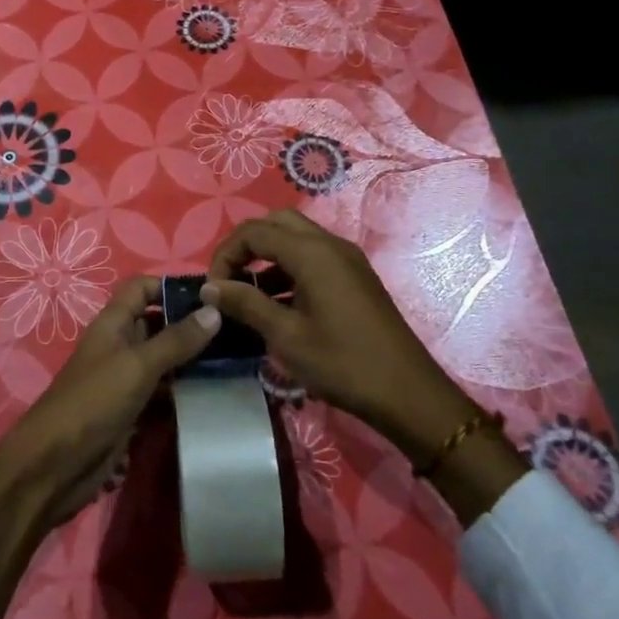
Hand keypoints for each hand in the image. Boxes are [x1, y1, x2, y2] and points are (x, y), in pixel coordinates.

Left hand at [0, 276, 218, 532]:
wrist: (55, 464)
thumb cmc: (94, 402)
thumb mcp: (137, 365)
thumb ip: (176, 340)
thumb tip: (214, 310)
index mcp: (113, 323)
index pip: (142, 288)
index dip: (172, 286)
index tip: (212, 295)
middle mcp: (119, 345)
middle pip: (157, 323)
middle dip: (190, 324)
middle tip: (236, 329)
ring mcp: (125, 379)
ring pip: (163, 359)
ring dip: (191, 360)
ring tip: (235, 359)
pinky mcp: (132, 410)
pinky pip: (162, 391)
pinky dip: (184, 390)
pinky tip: (214, 392)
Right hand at [202, 210, 471, 452]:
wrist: (409, 394)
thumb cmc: (343, 364)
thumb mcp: (286, 337)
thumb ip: (245, 304)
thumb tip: (209, 288)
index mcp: (312, 253)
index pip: (254, 231)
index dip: (226, 254)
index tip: (213, 288)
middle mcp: (330, 245)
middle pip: (276, 223)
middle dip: (246, 245)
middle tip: (229, 280)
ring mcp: (346, 259)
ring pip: (296, 238)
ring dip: (267, 256)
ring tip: (248, 295)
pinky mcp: (355, 277)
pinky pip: (313, 257)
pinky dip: (288, 268)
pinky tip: (278, 304)